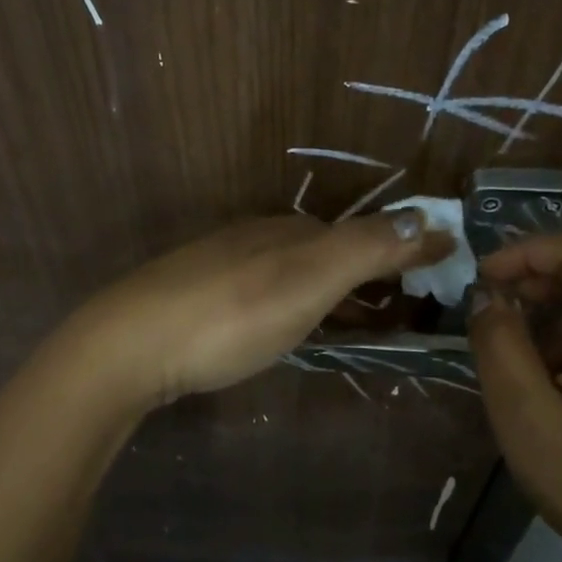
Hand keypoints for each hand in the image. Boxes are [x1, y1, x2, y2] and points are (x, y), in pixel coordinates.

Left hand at [67, 212, 454, 408]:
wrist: (131, 344)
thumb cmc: (231, 315)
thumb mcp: (308, 280)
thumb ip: (365, 249)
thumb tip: (424, 217)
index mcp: (287, 232)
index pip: (357, 233)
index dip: (396, 249)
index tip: (430, 267)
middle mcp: (254, 238)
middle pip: (322, 249)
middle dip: (361, 268)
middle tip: (395, 301)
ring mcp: (218, 265)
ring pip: (287, 270)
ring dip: (324, 287)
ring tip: (347, 318)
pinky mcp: (192, 296)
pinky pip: (258, 291)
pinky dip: (288, 301)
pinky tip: (278, 324)